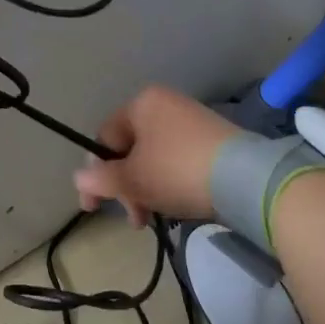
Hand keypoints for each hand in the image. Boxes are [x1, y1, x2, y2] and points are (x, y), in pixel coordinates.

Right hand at [72, 85, 240, 226]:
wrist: (245, 179)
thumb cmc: (177, 171)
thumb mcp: (132, 179)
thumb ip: (101, 179)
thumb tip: (79, 178)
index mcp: (141, 104)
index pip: (105, 137)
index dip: (96, 173)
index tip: (94, 206)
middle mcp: (165, 104)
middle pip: (130, 149)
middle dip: (125, 187)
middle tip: (134, 219)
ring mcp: (192, 120)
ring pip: (154, 158)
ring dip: (146, 189)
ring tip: (154, 218)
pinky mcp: (214, 139)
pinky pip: (178, 160)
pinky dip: (170, 182)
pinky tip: (176, 205)